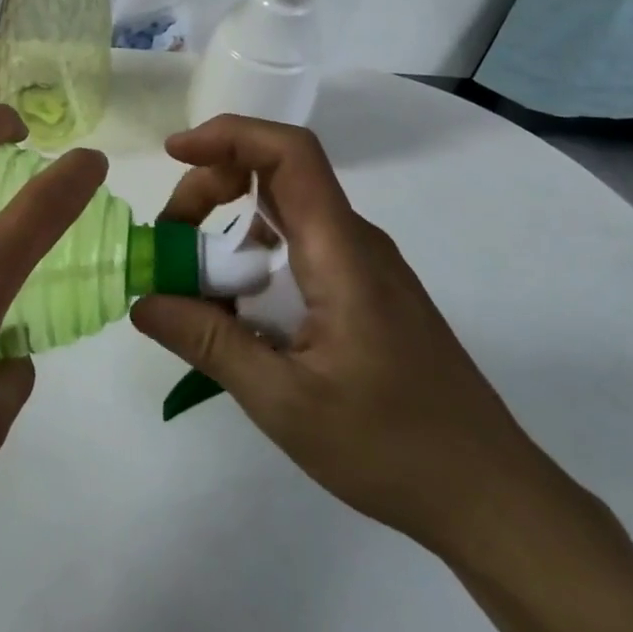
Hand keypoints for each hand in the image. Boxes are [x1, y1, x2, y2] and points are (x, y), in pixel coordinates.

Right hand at [130, 115, 547, 557]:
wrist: (490, 496)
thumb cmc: (392, 446)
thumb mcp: (284, 401)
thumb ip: (209, 342)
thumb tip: (142, 300)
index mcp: (341, 252)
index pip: (289, 153)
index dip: (229, 135)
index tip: (173, 152)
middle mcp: (354, 242)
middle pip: (276, 175)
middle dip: (211, 188)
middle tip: (168, 240)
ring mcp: (362, 266)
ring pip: (282, 213)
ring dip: (227, 227)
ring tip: (189, 281)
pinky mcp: (363, 292)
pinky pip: (296, 249)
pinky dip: (251, 258)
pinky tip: (233, 311)